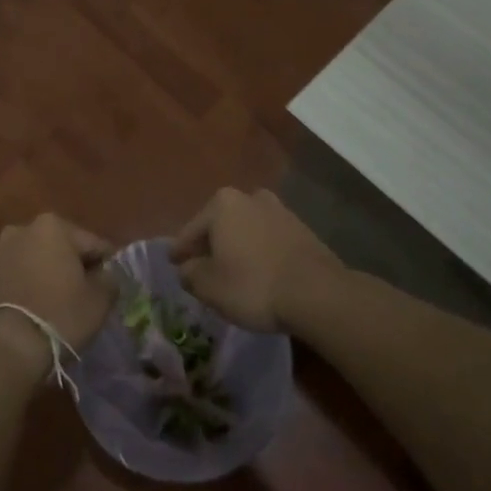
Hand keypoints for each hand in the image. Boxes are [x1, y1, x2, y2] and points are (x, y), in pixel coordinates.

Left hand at [0, 214, 118, 357]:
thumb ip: (110, 280)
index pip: (94, 244)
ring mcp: (1, 252)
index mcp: (53, 225)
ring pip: (39, 262)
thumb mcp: (99, 300)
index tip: (113, 286)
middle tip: (88, 296)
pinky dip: (32, 288)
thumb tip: (107, 276)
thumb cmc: (58, 314)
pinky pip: (20, 277)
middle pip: (63, 248)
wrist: (2, 345)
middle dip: (75, 267)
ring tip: (62, 306)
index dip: (107, 266)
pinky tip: (39, 310)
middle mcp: (24, 229)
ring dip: (51, 277)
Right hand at [171, 188, 341, 332]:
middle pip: (220, 225)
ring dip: (237, 247)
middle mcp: (250, 197)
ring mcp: (279, 210)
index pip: (190, 231)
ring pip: (246, 230)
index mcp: (222, 204)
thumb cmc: (252, 285)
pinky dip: (259, 252)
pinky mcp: (302, 229)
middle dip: (210, 245)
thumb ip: (189, 274)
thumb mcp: (208, 286)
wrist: (317, 293)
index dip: (180, 251)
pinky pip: (268, 240)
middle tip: (202, 268)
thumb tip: (187, 268)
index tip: (173, 263)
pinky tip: (259, 273)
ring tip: (232, 272)